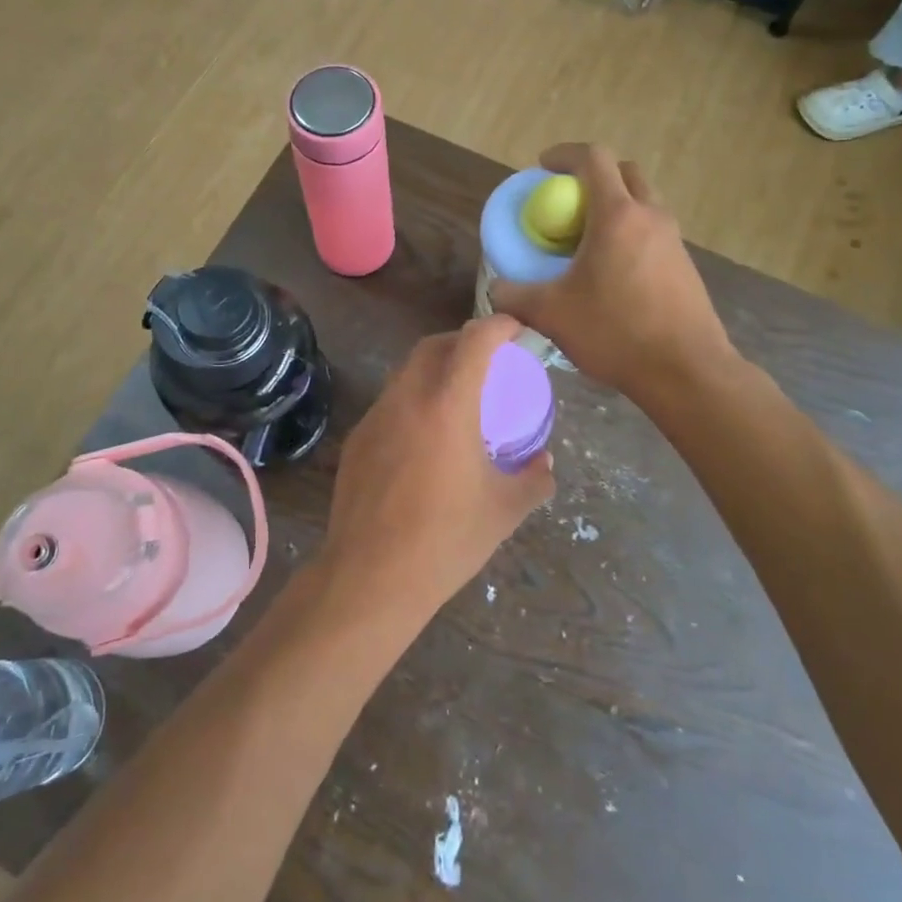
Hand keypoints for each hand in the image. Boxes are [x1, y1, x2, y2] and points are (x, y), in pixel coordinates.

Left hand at [320, 314, 554, 623]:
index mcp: (448, 404)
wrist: (371, 576)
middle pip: (433, 345)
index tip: (515, 329)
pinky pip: (389, 404)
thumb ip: (534, 480)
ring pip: (406, 372)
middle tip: (487, 360)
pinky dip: (412, 401)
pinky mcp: (356, 439)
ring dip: (434, 370)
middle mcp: (407, 398)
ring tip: (457, 397)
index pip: (474, 340)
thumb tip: (545, 462)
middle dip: (463, 340)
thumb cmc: (446, 540)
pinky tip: (424, 437)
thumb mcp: (504, 511)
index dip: (498, 325)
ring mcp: (375, 417)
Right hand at [490, 144, 734, 403]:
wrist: (685, 370)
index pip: (593, 159)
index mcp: (617, 215)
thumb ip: (514, 296)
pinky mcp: (685, 266)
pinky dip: (629, 233)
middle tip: (566, 201)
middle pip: (624, 172)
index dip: (564, 154)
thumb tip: (497, 289)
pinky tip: (611, 271)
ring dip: (614, 205)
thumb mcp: (551, 314)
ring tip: (586, 239)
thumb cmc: (615, 332)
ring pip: (643, 201)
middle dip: (593, 175)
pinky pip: (653, 231)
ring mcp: (674, 240)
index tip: (543, 166)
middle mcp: (650, 216)